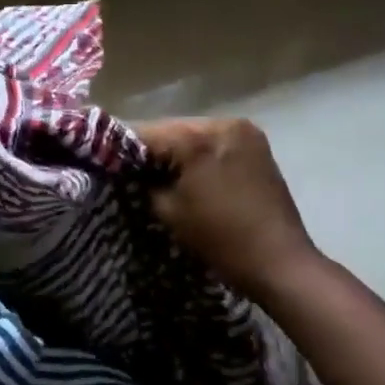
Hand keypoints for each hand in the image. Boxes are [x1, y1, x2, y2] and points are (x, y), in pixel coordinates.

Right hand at [138, 117, 318, 301]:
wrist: (279, 261)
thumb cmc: (219, 238)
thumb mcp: (168, 210)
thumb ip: (144, 182)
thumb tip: (131, 170)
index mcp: (197, 137)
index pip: (145, 133)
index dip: (121, 148)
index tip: (105, 161)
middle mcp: (222, 123)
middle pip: (171, 129)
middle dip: (151, 148)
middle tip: (130, 168)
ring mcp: (244, 131)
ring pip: (193, 133)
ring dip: (176, 149)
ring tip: (160, 172)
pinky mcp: (257, 144)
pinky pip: (215, 141)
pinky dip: (199, 152)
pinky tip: (190, 171)